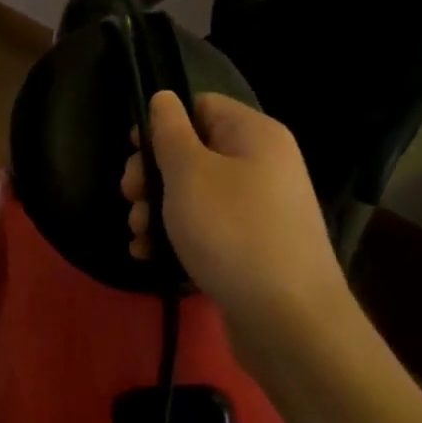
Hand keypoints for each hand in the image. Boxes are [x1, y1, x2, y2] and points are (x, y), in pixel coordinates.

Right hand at [121, 91, 344, 334]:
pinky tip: (150, 255)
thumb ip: (169, 130)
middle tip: (131, 197)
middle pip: (193, 151)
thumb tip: (164, 97)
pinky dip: (177, 237)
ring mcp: (260, 209)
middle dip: (152, 174)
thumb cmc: (233, 232)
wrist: (290, 325)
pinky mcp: (253, 247)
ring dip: (157, 210)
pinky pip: (207, 228)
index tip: (135, 152)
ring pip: (194, 193)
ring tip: (138, 234)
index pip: (201, 105)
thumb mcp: (189, 172)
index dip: (163, 124)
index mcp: (254, 135)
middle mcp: (262, 165)